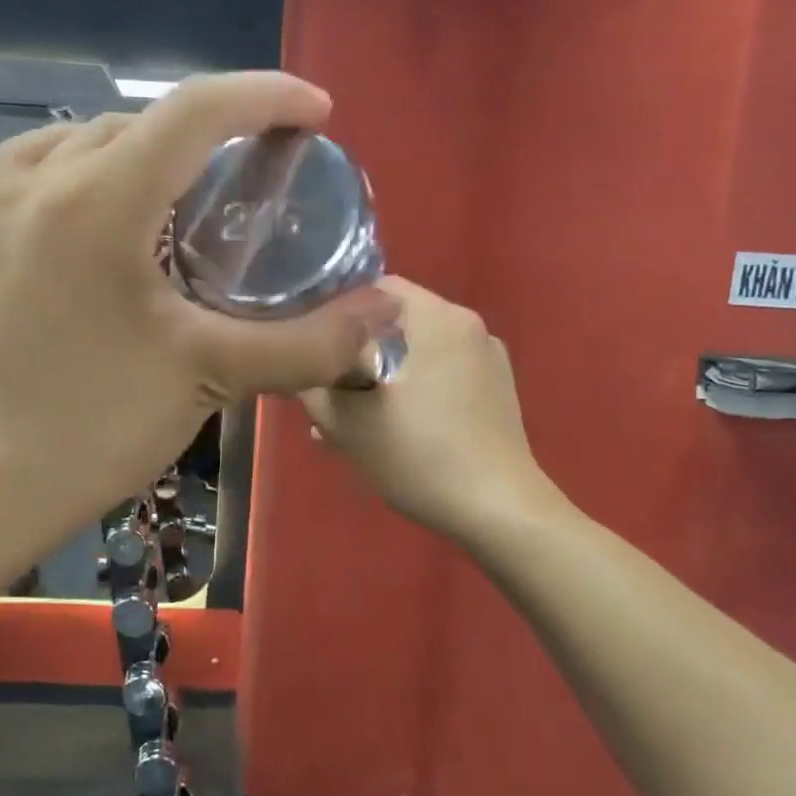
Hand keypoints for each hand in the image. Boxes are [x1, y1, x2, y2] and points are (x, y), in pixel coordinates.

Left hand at [0, 72, 400, 549]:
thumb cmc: (95, 425)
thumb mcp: (211, 375)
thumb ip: (309, 341)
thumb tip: (387, 310)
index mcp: (100, 197)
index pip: (197, 108)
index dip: (267, 96)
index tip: (317, 114)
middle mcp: (44, 179)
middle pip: (147, 120)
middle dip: (217, 129)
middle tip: (264, 171)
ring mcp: (1, 205)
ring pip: (93, 139)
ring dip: (155, 148)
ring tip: (194, 190)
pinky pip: (46, 167)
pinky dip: (95, 168)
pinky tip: (114, 211)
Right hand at [299, 278, 561, 543]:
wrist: (498, 509)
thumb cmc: (418, 456)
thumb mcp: (345, 423)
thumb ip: (311, 384)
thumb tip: (297, 365)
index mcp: (433, 316)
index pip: (371, 286)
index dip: (333, 312)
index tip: (312, 348)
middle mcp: (465, 322)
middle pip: (394, 318)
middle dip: (357, 349)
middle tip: (330, 391)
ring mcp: (487, 353)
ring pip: (417, 347)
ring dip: (384, 370)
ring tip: (357, 417)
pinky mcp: (498, 384)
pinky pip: (443, 368)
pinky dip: (416, 384)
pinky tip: (398, 426)